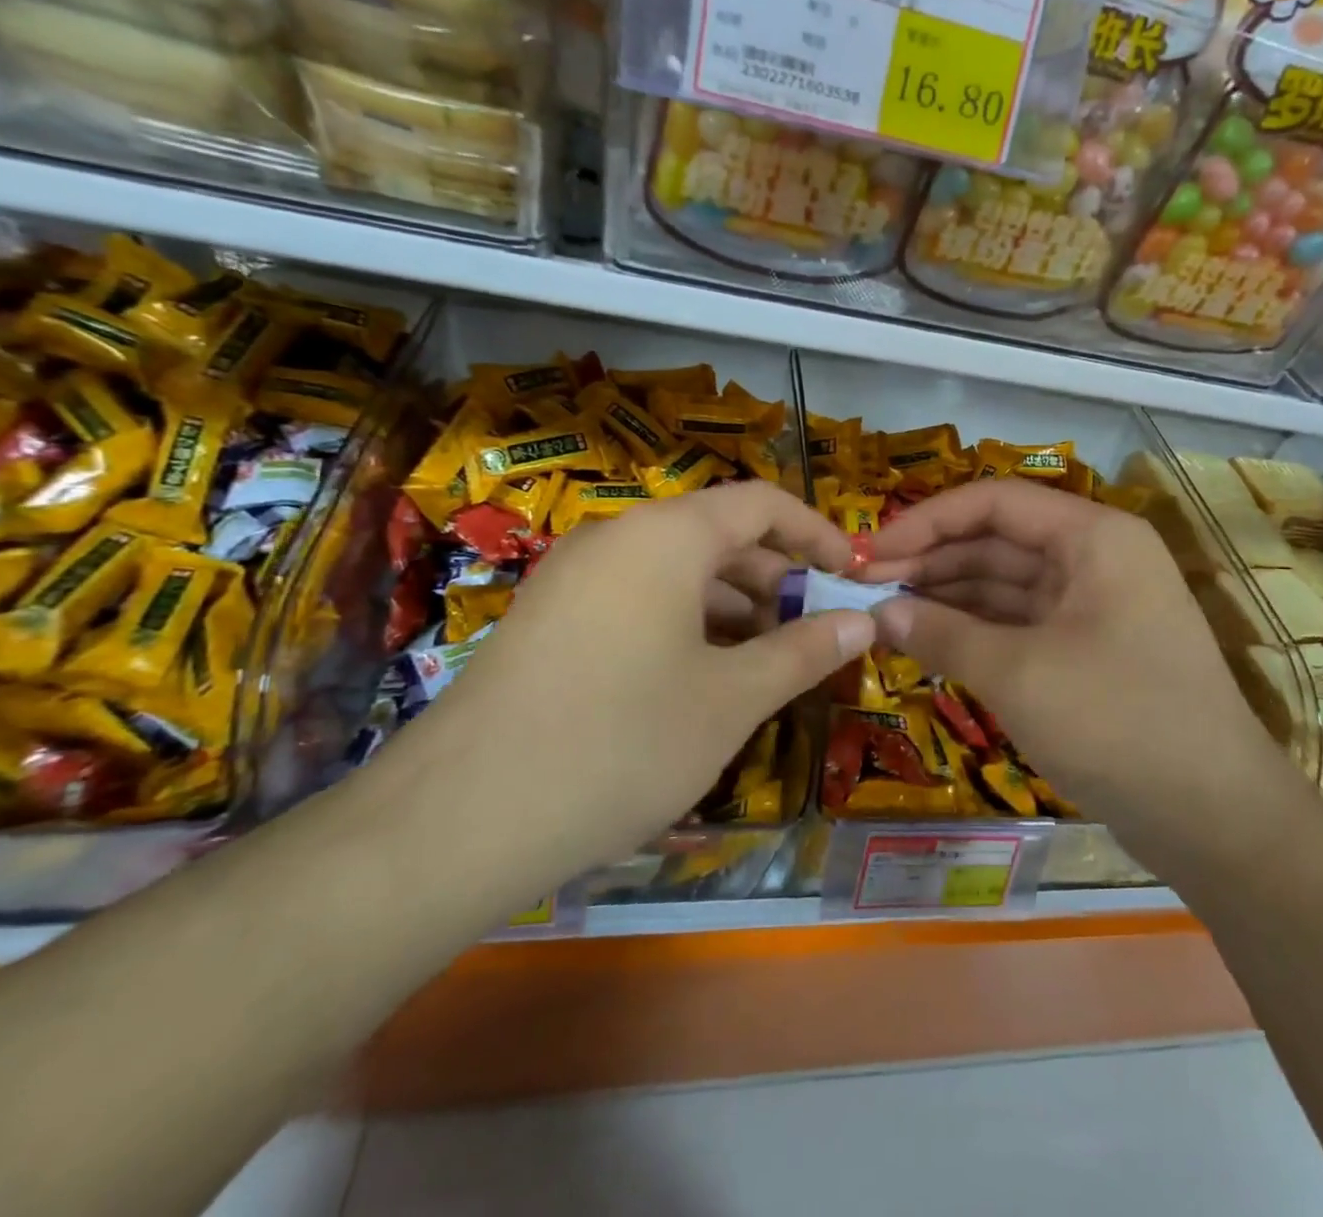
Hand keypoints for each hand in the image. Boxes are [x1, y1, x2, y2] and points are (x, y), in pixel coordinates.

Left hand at [367, 482, 875, 896]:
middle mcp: (617, 539)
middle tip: (816, 630)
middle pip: (718, 535)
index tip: (851, 574)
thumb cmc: (622, 742)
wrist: (459, 819)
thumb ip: (804, 650)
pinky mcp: (549, 620)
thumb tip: (864, 620)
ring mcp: (574, 578)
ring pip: (676, 572)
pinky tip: (701, 680)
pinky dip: (684, 625)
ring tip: (767, 662)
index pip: (761, 503)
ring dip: (732, 607)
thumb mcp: (731, 699)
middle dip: (776, 578)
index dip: (816, 533)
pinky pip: (637, 601)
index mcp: (666, 536)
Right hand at [864, 479, 1278, 833]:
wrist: (1216, 819)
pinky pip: (1019, 623)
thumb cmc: (1118, 723)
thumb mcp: (1017, 674)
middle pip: (996, 540)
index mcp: (1093, 537)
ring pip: (1004, 584)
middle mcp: (1095, 558)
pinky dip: (973, 630)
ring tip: (884, 614)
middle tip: (864, 589)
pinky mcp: (1087, 648)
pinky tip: (927, 640)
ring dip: (946, 596)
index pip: (994, 502)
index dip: (925, 521)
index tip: (867, 554)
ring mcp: (1093, 605)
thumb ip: (942, 633)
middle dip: (930, 561)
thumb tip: (878, 610)